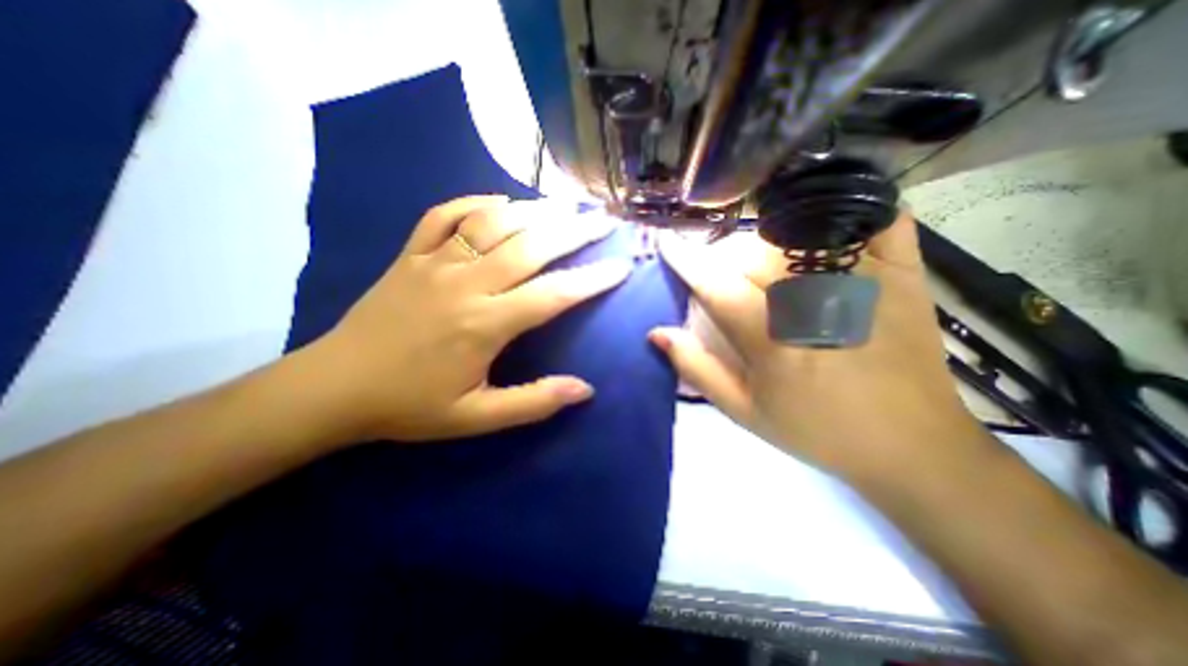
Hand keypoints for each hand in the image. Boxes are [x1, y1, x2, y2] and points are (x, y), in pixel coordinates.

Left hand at [303, 195, 630, 440]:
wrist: (333, 388)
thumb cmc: (410, 406)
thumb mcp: (475, 418)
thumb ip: (533, 403)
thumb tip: (584, 390)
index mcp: (484, 325)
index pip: (553, 295)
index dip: (592, 280)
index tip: (620, 267)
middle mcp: (465, 284)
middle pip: (530, 246)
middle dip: (573, 230)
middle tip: (602, 219)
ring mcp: (434, 263)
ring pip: (492, 222)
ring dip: (533, 209)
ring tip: (564, 204)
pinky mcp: (409, 255)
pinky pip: (443, 215)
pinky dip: (473, 201)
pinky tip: (498, 199)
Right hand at [648, 216, 983, 482]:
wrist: (912, 445)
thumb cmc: (817, 430)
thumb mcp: (744, 411)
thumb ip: (697, 368)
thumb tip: (657, 333)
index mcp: (773, 339)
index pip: (716, 284)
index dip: (685, 259)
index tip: (667, 241)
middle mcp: (815, 300)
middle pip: (752, 252)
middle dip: (722, 256)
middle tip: (718, 273)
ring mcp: (864, 280)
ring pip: (796, 232)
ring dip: (764, 240)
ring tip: (759, 262)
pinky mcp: (904, 273)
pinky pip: (873, 218)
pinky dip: (846, 208)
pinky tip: (823, 219)